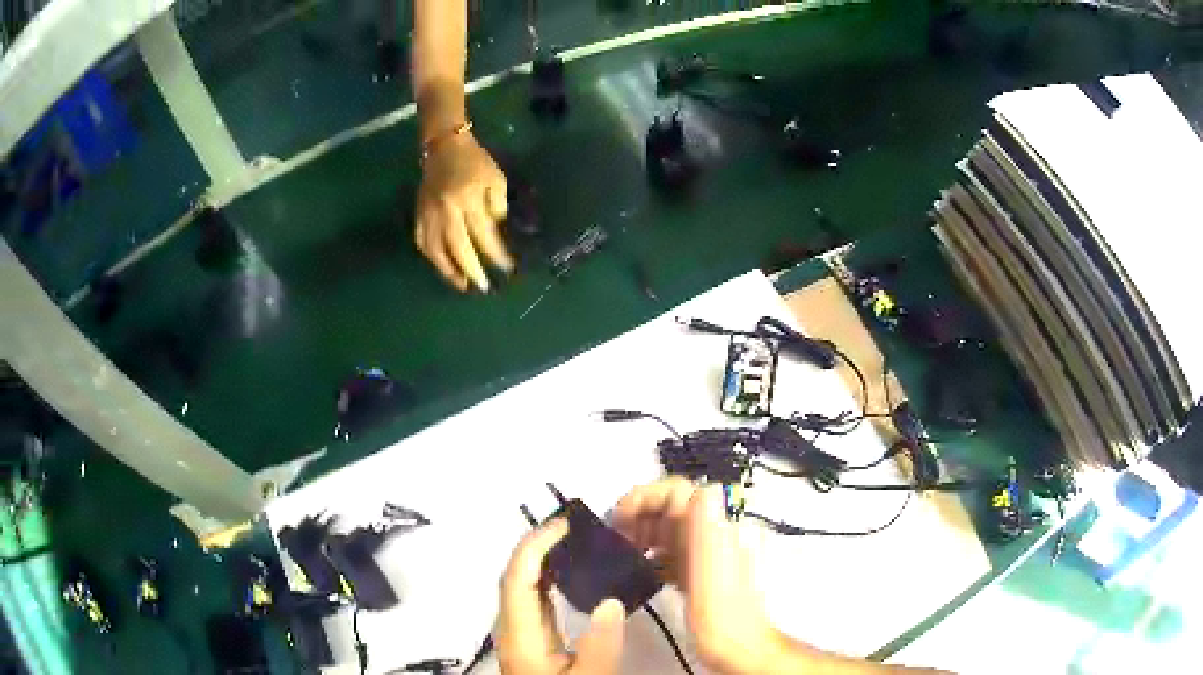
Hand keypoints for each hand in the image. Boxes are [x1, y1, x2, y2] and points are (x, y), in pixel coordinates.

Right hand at [415, 131, 511, 291]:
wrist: (444, 145)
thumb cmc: (474, 161)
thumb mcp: (495, 179)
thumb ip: (497, 207)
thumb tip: (496, 234)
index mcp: (467, 199)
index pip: (483, 234)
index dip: (495, 253)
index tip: (507, 267)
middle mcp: (445, 210)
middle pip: (457, 247)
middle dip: (471, 269)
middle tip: (483, 287)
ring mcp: (428, 213)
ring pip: (435, 249)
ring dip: (448, 270)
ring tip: (462, 284)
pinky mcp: (418, 213)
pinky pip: (421, 241)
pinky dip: (431, 257)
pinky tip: (441, 266)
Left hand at [495, 518, 626, 674]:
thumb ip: (600, 646)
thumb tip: (610, 601)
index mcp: (521, 635)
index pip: (516, 578)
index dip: (534, 546)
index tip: (564, 525)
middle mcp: (513, 628)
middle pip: (514, 577)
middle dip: (538, 545)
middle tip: (575, 526)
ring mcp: (520, 633)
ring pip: (522, 586)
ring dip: (542, 559)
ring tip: (575, 542)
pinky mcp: (531, 639)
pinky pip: (534, 598)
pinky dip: (548, 578)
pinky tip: (571, 576)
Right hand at [612, 478, 777, 674]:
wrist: (739, 650)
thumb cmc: (722, 617)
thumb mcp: (713, 576)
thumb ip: (709, 533)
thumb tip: (704, 490)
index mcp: (717, 529)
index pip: (678, 491)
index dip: (645, 497)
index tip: (618, 519)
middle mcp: (713, 534)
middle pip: (671, 508)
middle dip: (639, 515)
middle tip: (613, 538)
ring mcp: (706, 554)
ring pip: (669, 529)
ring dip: (642, 534)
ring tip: (621, 552)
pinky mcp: (698, 573)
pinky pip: (671, 552)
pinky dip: (652, 554)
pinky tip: (639, 570)